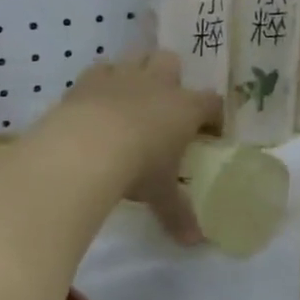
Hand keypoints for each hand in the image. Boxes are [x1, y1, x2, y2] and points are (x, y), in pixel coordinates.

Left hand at [58, 51, 221, 242]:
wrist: (86, 147)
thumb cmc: (138, 168)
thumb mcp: (161, 194)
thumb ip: (178, 214)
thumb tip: (194, 242)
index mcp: (185, 108)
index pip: (211, 103)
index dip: (213, 115)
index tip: (211, 130)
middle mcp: (158, 84)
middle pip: (173, 63)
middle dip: (173, 78)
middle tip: (167, 104)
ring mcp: (122, 76)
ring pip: (137, 57)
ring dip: (138, 71)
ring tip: (132, 96)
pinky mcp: (89, 79)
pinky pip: (101, 68)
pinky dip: (103, 80)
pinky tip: (98, 98)